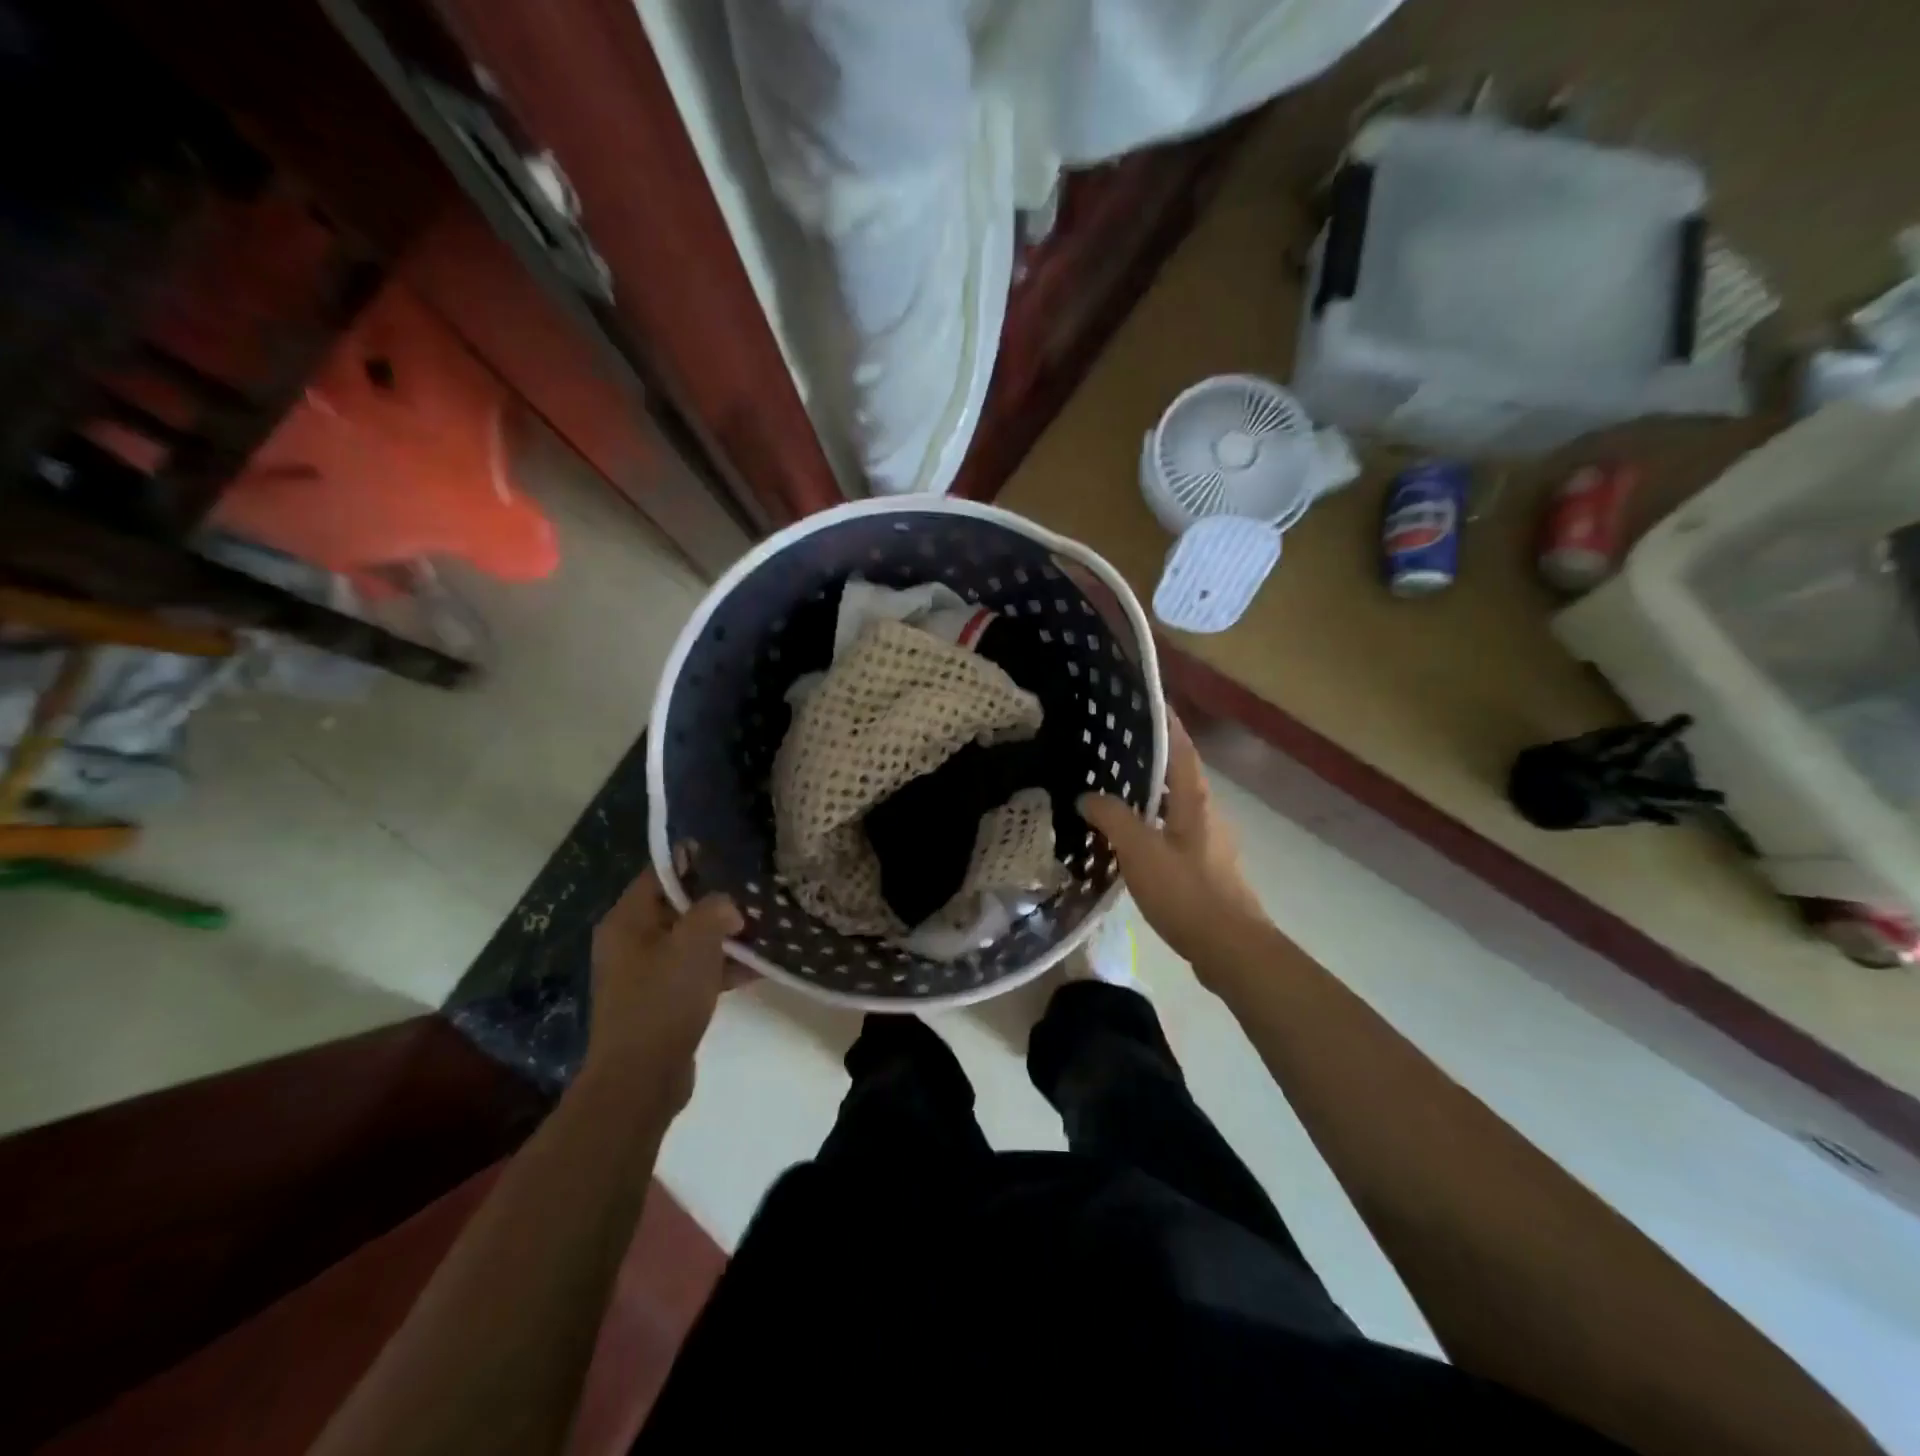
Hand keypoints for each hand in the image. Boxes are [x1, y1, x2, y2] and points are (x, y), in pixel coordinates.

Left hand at [584, 856, 742, 1109]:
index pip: (660, 873)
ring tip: (764, 928)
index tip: (732, 854)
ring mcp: (644, 974)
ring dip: (724, 936)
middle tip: (755, 892)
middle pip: (677, 906)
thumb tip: (728, 906)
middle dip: (717, 901)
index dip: (694, 860)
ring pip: (690, 941)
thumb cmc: (663, 1000)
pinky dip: (721, 967)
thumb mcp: (694, 943)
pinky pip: (694, 971)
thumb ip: (714, 909)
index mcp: (627, 920)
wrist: (641, 1079)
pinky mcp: (661, 1001)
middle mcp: (630, 942)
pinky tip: (758, 967)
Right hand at [1079, 714, 1267, 978]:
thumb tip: (1088, 796)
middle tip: (1108, 745)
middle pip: (1176, 773)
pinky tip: (1124, 836)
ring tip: (1108, 787)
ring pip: (1172, 805)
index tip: (1143, 699)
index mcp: (1195, 799)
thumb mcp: (1140, 851)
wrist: (1231, 948)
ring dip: (1146, 794)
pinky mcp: (1203, 867)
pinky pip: (1171, 831)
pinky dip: (1148, 824)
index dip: (1164, 721)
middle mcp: (1206, 812)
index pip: (1180, 746)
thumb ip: (1112, 819)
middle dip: (1147, 756)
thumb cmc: (1187, 892)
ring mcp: (1207, 841)